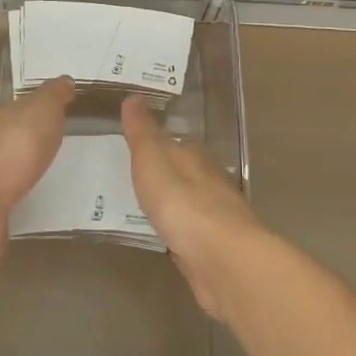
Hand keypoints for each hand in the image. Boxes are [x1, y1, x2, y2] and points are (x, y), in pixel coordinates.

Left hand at [0, 76, 72, 275]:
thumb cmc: (12, 147)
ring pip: (7, 179)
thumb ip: (53, 96)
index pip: (15, 112)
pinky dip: (18, 212)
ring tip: (55, 185)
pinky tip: (37, 215)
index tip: (54, 119)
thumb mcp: (41, 109)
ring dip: (23, 181)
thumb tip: (65, 80)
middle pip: (9, 144)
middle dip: (29, 148)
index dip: (34, 113)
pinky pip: (7, 212)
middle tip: (59, 152)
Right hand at [121, 94, 259, 317]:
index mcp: (196, 156)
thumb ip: (142, 131)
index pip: (176, 142)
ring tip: (142, 206)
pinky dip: (177, 232)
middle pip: (185, 172)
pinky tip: (164, 238)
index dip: (157, 143)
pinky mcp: (214, 249)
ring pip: (188, 204)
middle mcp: (210, 181)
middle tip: (135, 176)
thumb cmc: (183, 202)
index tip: (137, 145)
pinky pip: (189, 234)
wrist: (222, 259)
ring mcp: (215, 217)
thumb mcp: (153, 159)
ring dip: (171, 204)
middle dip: (165, 174)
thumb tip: (133, 96)